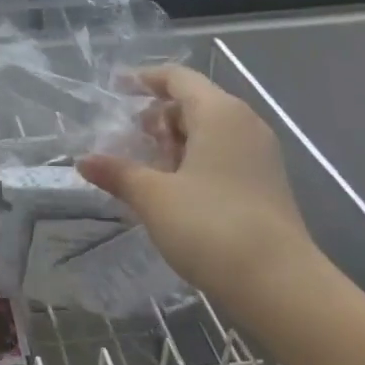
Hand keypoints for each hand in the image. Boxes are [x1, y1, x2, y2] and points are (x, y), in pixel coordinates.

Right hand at [77, 64, 325, 316]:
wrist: (281, 286)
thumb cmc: (211, 226)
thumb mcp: (154, 197)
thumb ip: (118, 173)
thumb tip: (83, 161)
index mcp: (219, 113)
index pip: (178, 78)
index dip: (145, 79)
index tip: (117, 89)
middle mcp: (244, 124)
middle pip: (194, 103)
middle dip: (159, 117)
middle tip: (129, 139)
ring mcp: (260, 155)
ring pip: (210, 131)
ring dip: (176, 142)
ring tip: (148, 169)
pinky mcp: (266, 184)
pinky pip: (224, 155)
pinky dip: (196, 161)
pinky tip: (175, 191)